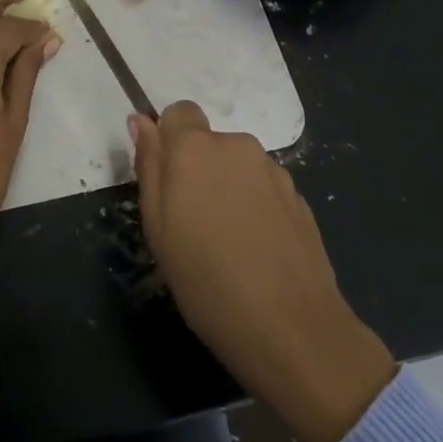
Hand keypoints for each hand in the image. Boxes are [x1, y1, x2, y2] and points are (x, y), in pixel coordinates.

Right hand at [132, 101, 396, 441]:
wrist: (293, 329)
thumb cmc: (206, 280)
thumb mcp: (158, 228)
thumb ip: (149, 166)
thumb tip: (142, 121)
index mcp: (195, 148)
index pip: (179, 112)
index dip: (170, 140)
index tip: (168, 180)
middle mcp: (237, 146)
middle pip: (209, 143)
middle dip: (198, 170)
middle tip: (192, 223)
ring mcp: (274, 171)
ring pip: (237, 167)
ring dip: (228, 189)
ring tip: (228, 243)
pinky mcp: (300, 197)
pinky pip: (264, 189)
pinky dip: (255, 208)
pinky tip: (257, 251)